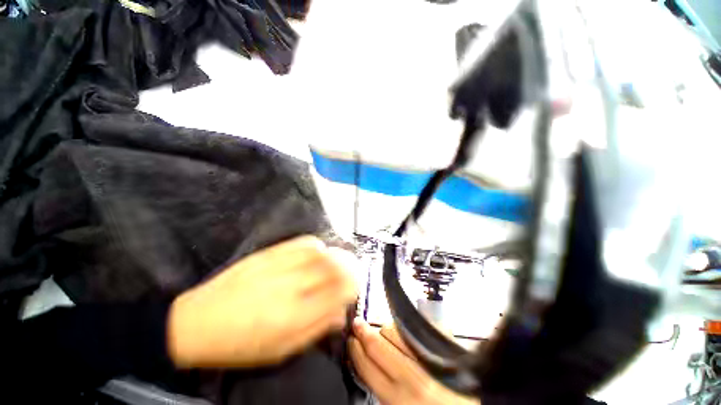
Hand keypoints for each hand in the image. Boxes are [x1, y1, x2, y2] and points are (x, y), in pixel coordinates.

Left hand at [167, 235, 357, 367]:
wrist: (197, 323)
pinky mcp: (268, 254)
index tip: (356, 284)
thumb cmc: (240, 345)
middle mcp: (291, 287)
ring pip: (320, 253)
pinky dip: (315, 245)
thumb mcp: (280, 351)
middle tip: (354, 268)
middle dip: (349, 266)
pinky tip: (317, 251)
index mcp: (294, 317)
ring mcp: (279, 267)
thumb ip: (315, 331)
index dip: (352, 285)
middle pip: (332, 268)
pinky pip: (301, 243)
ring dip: (336, 254)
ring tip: (340, 258)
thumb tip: (340, 314)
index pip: (337, 293)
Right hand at [349, 319, 479, 404]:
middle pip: (378, 344)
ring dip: (384, 330)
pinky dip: (403, 328)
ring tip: (382, 332)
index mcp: (397, 399)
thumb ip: (384, 387)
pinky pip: (414, 329)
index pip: (367, 368)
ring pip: (394, 332)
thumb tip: (368, 362)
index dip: (355, 352)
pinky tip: (400, 330)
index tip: (349, 340)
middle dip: (364, 332)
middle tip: (356, 323)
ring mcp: (428, 360)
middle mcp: (411, 378)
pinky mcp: (442, 347)